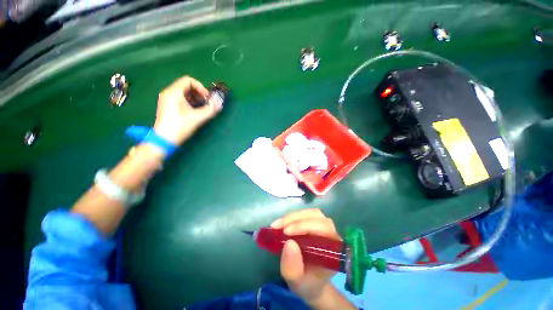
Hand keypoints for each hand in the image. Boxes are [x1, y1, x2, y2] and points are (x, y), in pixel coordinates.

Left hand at [153, 76, 220, 145]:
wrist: (164, 140)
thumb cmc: (179, 127)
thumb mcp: (197, 118)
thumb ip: (210, 110)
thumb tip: (220, 104)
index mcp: (174, 92)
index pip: (188, 81)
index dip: (201, 87)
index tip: (207, 98)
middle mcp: (169, 93)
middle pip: (186, 86)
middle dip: (199, 93)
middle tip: (207, 103)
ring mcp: (167, 100)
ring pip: (184, 93)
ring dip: (196, 98)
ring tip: (202, 108)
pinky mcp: (168, 106)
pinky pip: (180, 99)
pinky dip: (190, 102)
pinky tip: (195, 111)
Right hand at [271, 209, 342, 305]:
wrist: (310, 282)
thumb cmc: (307, 283)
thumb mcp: (297, 282)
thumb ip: (293, 268)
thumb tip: (289, 243)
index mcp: (334, 249)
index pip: (324, 229)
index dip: (305, 226)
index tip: (286, 232)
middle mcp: (332, 234)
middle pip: (317, 217)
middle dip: (296, 220)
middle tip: (278, 227)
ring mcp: (323, 226)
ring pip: (310, 213)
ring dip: (293, 217)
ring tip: (278, 225)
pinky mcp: (315, 223)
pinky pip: (305, 214)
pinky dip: (292, 217)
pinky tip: (281, 224)